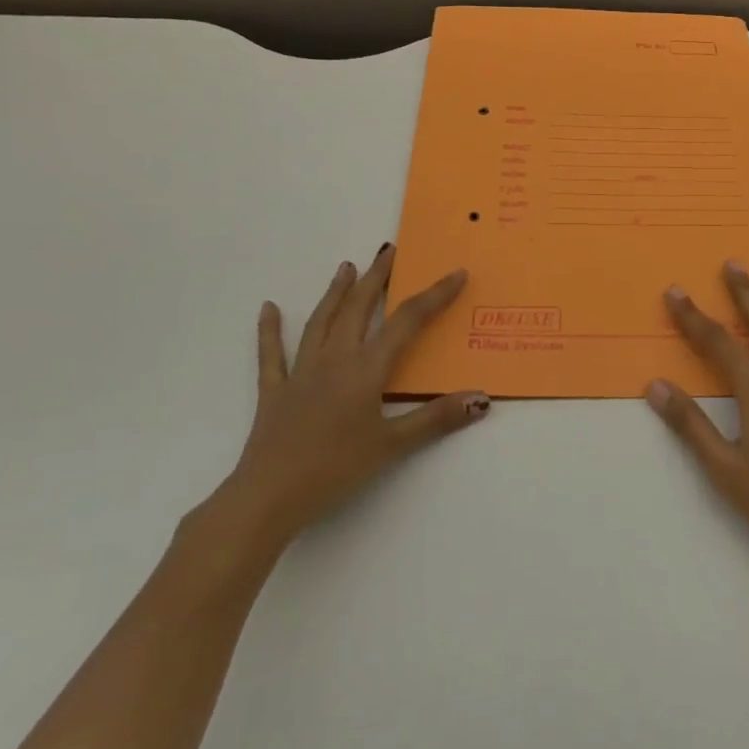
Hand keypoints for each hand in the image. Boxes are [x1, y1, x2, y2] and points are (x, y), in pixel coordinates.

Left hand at [225, 244, 489, 547]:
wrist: (269, 496)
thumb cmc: (335, 469)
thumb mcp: (392, 446)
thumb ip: (436, 419)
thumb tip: (481, 398)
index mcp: (365, 369)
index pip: (407, 322)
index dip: (434, 296)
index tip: (456, 273)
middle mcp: (334, 360)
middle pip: (359, 309)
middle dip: (377, 278)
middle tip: (390, 252)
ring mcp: (301, 373)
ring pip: (321, 322)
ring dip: (336, 293)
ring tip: (346, 267)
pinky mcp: (275, 391)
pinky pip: (272, 355)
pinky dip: (270, 330)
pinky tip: (267, 309)